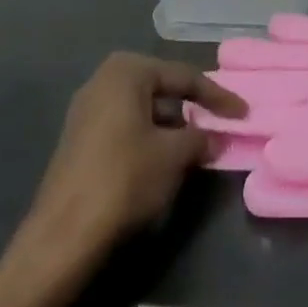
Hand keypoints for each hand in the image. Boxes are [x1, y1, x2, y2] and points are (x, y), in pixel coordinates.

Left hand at [23, 53, 247, 268]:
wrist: (64, 234)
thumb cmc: (125, 178)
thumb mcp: (175, 154)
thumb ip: (201, 137)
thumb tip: (213, 138)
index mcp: (126, 72)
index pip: (184, 77)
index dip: (218, 96)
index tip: (243, 113)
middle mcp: (102, 81)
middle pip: (161, 88)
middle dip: (191, 107)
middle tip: (219, 122)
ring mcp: (86, 111)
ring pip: (143, 109)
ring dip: (171, 125)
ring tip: (195, 146)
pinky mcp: (79, 140)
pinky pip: (125, 127)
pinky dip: (149, 137)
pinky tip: (164, 160)